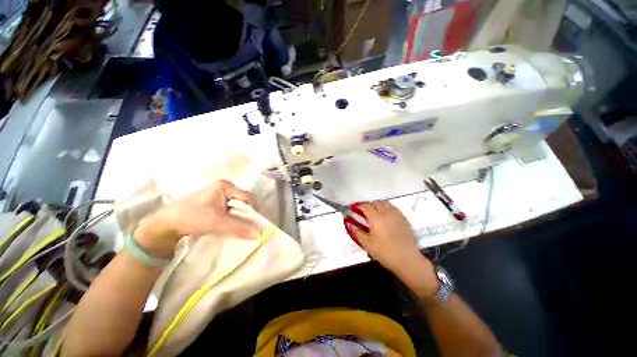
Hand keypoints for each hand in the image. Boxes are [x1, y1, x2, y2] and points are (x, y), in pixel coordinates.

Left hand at [135, 180, 259, 256]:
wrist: (165, 225)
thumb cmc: (191, 217)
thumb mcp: (217, 222)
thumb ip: (239, 228)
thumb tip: (260, 234)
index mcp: (225, 186)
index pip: (247, 197)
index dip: (253, 211)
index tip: (256, 225)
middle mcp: (225, 188)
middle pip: (243, 202)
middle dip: (246, 215)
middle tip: (248, 228)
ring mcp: (220, 196)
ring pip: (238, 208)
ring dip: (239, 219)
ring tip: (239, 229)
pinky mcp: (215, 204)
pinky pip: (231, 211)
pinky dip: (233, 220)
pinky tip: (231, 227)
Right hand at [349, 201, 438, 296]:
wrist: (407, 260)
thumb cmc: (385, 252)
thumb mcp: (367, 244)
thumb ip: (357, 232)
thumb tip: (349, 223)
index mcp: (376, 218)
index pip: (366, 206)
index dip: (359, 206)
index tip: (354, 208)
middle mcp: (387, 213)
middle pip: (376, 202)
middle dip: (368, 205)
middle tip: (364, 212)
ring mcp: (397, 215)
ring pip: (386, 204)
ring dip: (378, 205)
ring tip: (375, 213)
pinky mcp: (404, 219)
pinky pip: (393, 208)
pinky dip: (387, 209)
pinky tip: (386, 218)